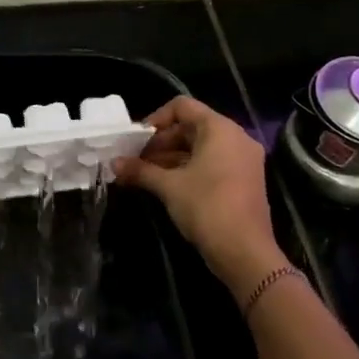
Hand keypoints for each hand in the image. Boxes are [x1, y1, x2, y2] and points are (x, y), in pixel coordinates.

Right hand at [113, 96, 287, 298]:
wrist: (244, 251)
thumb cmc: (206, 207)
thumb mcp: (168, 186)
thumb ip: (140, 170)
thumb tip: (114, 163)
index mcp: (220, 129)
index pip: (182, 107)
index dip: (155, 119)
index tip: (136, 140)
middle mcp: (236, 137)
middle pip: (191, 127)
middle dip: (159, 142)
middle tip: (135, 161)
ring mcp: (243, 159)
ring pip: (200, 147)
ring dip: (170, 158)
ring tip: (142, 175)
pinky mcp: (243, 179)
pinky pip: (211, 163)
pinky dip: (187, 169)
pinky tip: (164, 185)